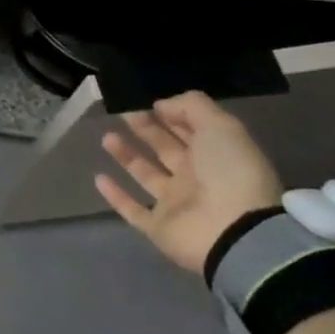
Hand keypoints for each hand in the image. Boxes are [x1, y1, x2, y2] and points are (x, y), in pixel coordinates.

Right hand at [96, 91, 283, 273]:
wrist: (235, 232)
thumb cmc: (230, 173)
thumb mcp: (221, 127)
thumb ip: (192, 106)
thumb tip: (160, 105)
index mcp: (215, 155)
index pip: (190, 130)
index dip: (171, 114)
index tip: (147, 101)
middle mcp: (196, 178)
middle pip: (166, 149)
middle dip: (146, 129)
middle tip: (122, 111)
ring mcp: (176, 205)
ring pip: (147, 175)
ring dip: (128, 156)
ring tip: (107, 137)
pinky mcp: (158, 227)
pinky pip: (133, 210)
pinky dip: (116, 196)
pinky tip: (99, 178)